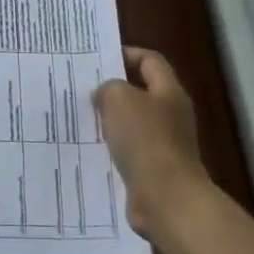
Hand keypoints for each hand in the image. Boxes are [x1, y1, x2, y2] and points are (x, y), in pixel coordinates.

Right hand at [94, 48, 212, 238]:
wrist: (165, 198)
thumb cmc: (145, 140)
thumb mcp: (119, 100)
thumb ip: (109, 88)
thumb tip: (105, 94)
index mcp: (169, 92)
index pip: (150, 60)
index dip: (126, 54)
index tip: (98, 60)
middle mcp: (171, 115)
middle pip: (142, 92)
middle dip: (114, 90)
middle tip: (83, 89)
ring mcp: (165, 144)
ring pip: (133, 123)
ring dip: (110, 121)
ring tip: (81, 118)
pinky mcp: (154, 169)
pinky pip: (130, 151)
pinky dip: (113, 148)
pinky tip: (91, 150)